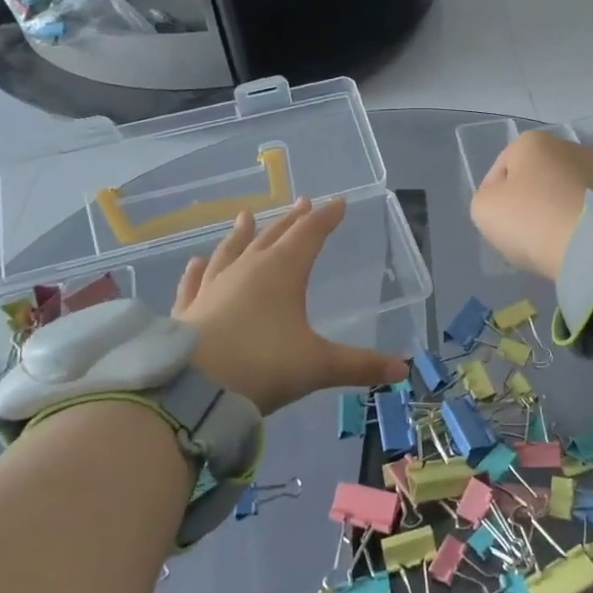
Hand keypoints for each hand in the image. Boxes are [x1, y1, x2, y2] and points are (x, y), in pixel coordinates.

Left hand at [173, 197, 407, 413]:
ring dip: (242, 233)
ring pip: (231, 251)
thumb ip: (360, 366)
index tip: (338, 203)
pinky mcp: (188, 309)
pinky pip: (195, 282)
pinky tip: (196, 261)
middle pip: (273, 236)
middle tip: (302, 203)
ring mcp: (214, 287)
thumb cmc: (262, 366)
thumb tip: (403, 369)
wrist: (191, 390)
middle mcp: (247, 270)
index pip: (310, 234)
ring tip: (245, 216)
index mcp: (282, 272)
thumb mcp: (318, 366)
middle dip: (291, 220)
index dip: (326, 218)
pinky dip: (198, 270)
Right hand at [469, 130, 592, 280]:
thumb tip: (504, 203)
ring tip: (543, 240)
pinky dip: (570, 220)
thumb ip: (485, 199)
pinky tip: (565, 241)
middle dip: (523, 202)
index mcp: (531, 141)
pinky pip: (579, 207)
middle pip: (531, 179)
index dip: (491, 197)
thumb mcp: (483, 209)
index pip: (499, 170)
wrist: (591, 243)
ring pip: (556, 193)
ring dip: (548, 211)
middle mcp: (565, 146)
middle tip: (517, 232)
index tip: (494, 223)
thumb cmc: (530, 218)